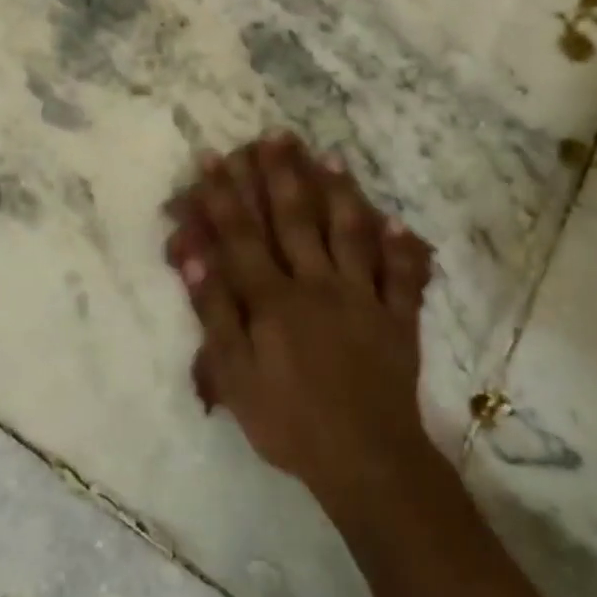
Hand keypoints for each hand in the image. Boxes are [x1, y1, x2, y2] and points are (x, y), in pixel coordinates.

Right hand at [165, 135, 434, 509]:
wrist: (366, 461)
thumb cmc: (289, 422)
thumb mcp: (235, 376)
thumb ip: (216, 313)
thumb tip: (196, 257)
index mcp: (274, 300)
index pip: (242, 236)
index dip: (225, 195)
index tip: (214, 157)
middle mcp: (318, 285)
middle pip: (295, 220)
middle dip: (281, 175)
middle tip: (276, 135)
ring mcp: (362, 298)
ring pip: (348, 234)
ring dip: (338, 192)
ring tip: (329, 155)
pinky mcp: (396, 320)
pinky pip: (400, 276)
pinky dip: (400, 247)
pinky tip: (397, 221)